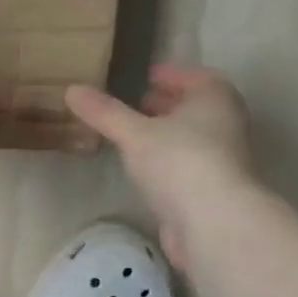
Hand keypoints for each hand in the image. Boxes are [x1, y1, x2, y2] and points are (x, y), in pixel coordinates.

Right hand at [66, 65, 255, 272]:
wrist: (213, 221)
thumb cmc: (178, 161)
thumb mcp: (134, 133)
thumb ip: (104, 113)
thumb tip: (72, 89)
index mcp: (214, 97)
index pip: (193, 77)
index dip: (170, 75)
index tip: (147, 77)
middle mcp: (225, 123)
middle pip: (195, 107)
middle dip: (167, 105)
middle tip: (137, 105)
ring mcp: (222, 159)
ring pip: (191, 137)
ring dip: (167, 134)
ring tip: (135, 136)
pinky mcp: (212, 189)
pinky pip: (187, 165)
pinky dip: (168, 161)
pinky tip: (146, 170)